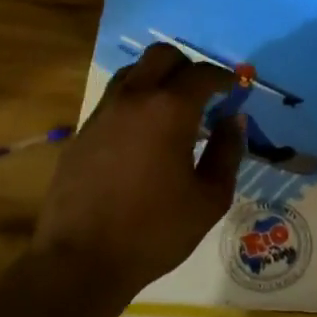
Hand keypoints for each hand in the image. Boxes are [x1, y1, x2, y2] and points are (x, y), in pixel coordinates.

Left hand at [32, 44, 243, 304]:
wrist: (81, 260)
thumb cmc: (155, 231)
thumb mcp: (210, 199)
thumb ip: (227, 152)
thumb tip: (234, 120)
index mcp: (170, 110)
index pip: (202, 74)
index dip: (223, 78)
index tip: (233, 91)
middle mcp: (134, 98)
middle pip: (162, 56)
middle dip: (188, 67)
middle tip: (202, 94)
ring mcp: (103, 112)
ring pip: (133, 72)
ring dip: (157, 79)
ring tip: (171, 109)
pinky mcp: (82, 131)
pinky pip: (114, 99)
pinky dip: (134, 101)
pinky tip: (142, 135)